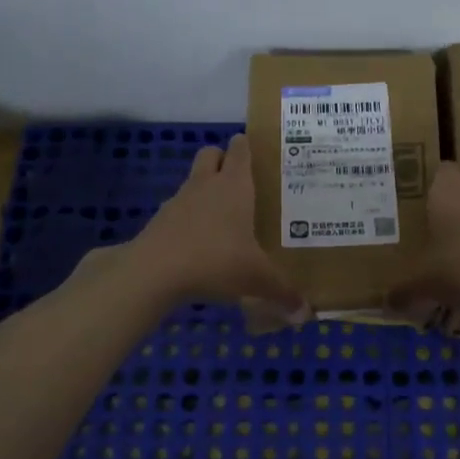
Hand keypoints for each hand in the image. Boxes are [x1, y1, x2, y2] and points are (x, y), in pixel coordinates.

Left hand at [124, 134, 302, 308]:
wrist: (154, 271)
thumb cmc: (215, 260)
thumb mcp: (257, 279)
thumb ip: (282, 293)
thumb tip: (305, 313)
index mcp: (235, 186)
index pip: (240, 149)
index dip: (248, 145)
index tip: (260, 152)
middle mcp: (206, 185)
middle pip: (212, 154)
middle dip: (224, 160)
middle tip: (241, 182)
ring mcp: (179, 200)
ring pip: (193, 180)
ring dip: (205, 190)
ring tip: (224, 216)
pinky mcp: (160, 220)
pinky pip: (179, 209)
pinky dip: (189, 218)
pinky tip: (200, 242)